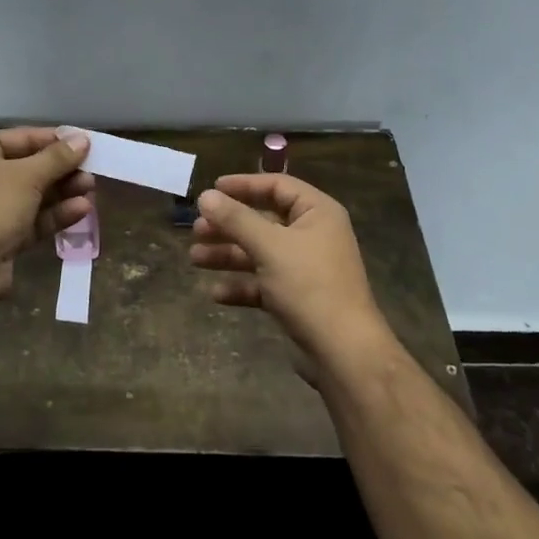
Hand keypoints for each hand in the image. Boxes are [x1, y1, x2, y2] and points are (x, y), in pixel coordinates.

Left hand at [0, 127, 93, 293]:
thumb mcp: (27, 175)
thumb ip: (57, 157)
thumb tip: (82, 139)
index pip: (20, 137)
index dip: (53, 139)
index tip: (83, 143)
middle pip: (28, 167)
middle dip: (61, 169)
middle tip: (91, 169)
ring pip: (33, 196)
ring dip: (62, 192)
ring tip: (91, 189)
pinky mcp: (1, 239)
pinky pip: (32, 221)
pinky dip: (55, 215)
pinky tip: (81, 210)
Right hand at [189, 173, 390, 363]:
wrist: (343, 352)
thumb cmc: (309, 286)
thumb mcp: (269, 246)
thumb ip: (236, 219)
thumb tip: (205, 196)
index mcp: (317, 213)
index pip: (277, 186)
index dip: (243, 185)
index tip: (212, 190)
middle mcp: (313, 235)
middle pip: (264, 220)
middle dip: (229, 225)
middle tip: (197, 229)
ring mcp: (305, 268)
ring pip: (260, 253)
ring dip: (229, 254)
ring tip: (196, 258)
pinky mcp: (297, 298)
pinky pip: (264, 283)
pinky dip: (242, 285)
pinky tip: (216, 293)